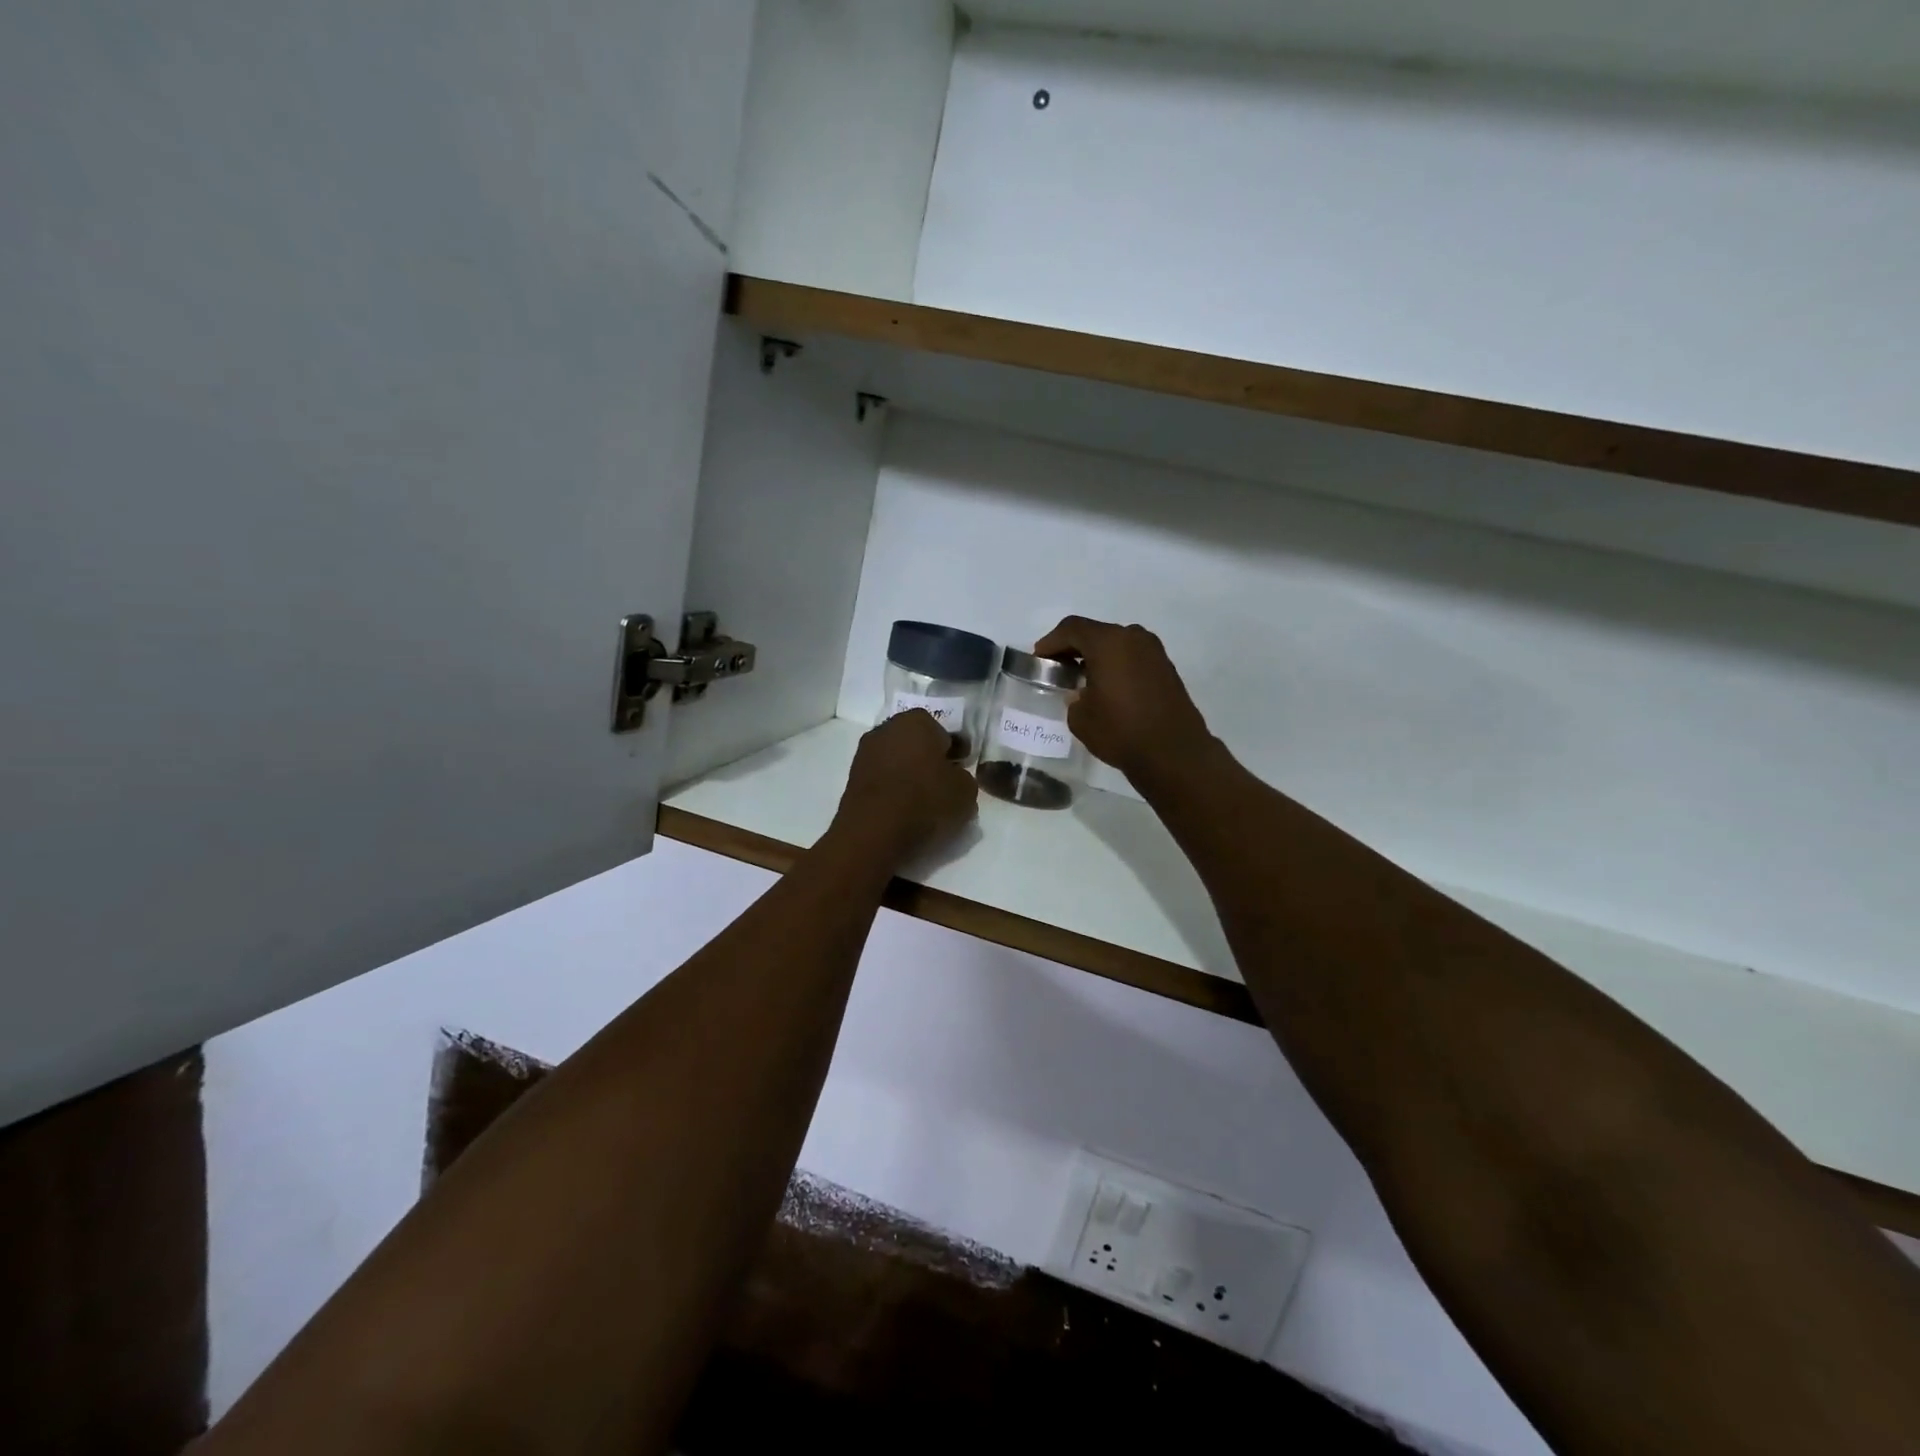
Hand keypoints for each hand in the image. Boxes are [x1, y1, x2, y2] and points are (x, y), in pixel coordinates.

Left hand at [830, 710, 979, 866]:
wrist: (874, 831)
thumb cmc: (925, 801)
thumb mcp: (965, 791)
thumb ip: (963, 777)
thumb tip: (953, 777)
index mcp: (917, 721)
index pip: (943, 732)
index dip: (954, 752)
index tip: (959, 770)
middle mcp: (887, 728)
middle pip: (916, 742)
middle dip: (928, 758)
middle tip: (942, 784)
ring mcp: (865, 752)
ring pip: (896, 759)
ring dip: (908, 773)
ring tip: (922, 800)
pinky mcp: (852, 777)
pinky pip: (881, 778)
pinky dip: (891, 788)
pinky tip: (901, 808)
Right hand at [1033, 617, 1212, 780]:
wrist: (1173, 752)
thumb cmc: (1120, 731)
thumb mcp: (1080, 717)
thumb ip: (1074, 697)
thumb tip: (1082, 693)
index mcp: (1108, 642)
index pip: (1072, 629)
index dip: (1051, 642)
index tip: (1040, 659)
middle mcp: (1132, 637)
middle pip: (1095, 632)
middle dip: (1074, 648)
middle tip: (1058, 668)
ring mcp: (1153, 651)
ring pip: (1116, 643)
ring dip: (1097, 656)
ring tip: (1083, 679)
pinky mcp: (1166, 667)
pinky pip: (1132, 657)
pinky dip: (1116, 664)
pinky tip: (1108, 687)